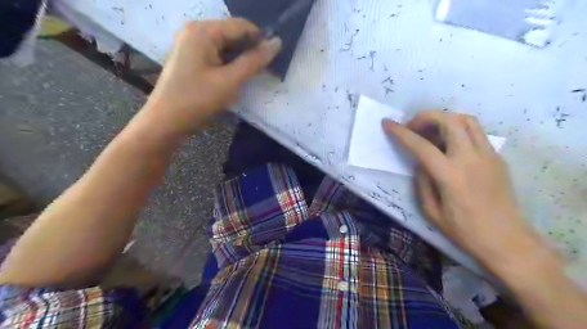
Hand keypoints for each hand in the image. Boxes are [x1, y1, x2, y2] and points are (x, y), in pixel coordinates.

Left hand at [140, 18, 279, 135]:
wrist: (166, 120)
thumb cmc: (198, 99)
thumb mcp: (230, 81)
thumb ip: (254, 61)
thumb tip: (276, 43)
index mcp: (203, 31)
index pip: (241, 25)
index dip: (260, 39)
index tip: (274, 58)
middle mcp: (195, 30)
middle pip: (232, 33)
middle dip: (249, 50)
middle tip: (262, 69)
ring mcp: (190, 43)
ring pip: (225, 45)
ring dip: (240, 58)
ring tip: (249, 75)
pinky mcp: (190, 56)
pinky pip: (216, 53)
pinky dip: (228, 63)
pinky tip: (234, 76)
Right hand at [383, 112, 538, 265]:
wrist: (507, 240)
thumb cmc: (465, 231)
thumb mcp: (431, 211)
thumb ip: (422, 182)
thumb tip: (420, 163)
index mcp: (450, 175)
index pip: (421, 145)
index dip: (401, 132)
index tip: (387, 123)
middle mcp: (470, 158)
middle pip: (449, 120)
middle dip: (425, 117)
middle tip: (413, 127)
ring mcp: (488, 155)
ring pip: (466, 120)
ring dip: (444, 119)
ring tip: (430, 131)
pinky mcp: (497, 157)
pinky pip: (476, 132)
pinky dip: (458, 129)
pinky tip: (449, 144)